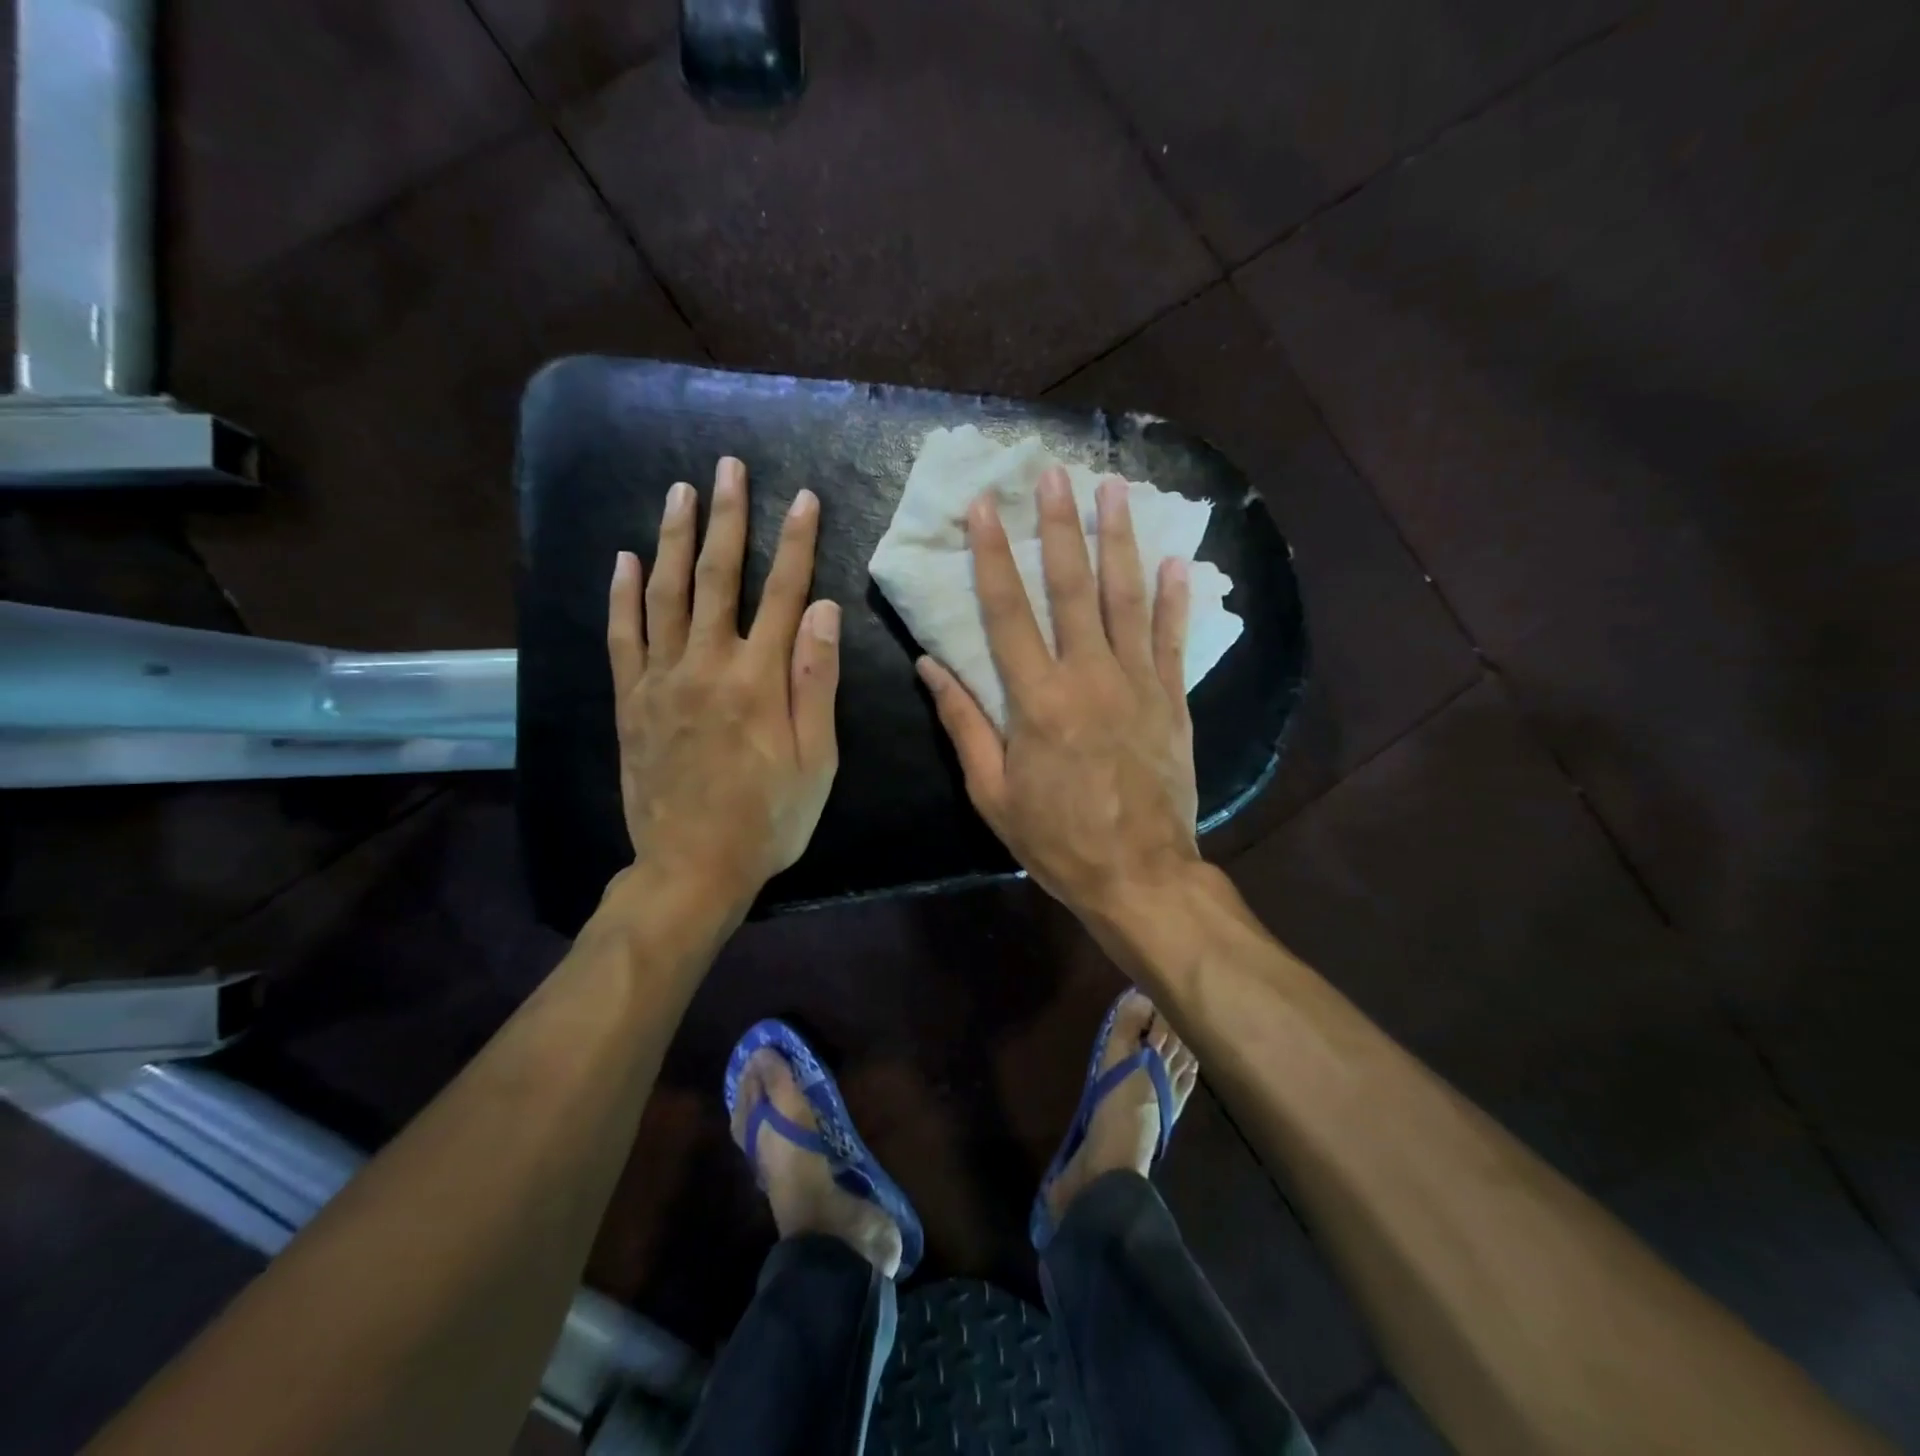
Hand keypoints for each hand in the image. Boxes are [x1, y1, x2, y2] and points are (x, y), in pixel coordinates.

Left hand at [606, 456, 839, 918]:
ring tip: (680, 492)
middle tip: (728, 468)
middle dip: (727, 519)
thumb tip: (823, 610)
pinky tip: (623, 560)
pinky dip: (621, 596)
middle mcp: (706, 666)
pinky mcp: (631, 702)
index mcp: (758, 680)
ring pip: (664, 595)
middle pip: (717, 578)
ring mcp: (661, 681)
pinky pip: (622, 637)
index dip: (795, 543)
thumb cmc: (769, 819)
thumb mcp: (816, 760)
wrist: (693, 867)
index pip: (783, 595)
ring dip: (672, 538)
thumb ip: (817, 683)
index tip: (803, 498)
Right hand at [917, 467, 1200, 920]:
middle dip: (1060, 527)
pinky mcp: (1173, 701)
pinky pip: (1173, 639)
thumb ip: (963, 724)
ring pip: (1127, 599)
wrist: (1139, 876)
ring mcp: (1138, 685)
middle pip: (1072, 588)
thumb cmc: (1056, 840)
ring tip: (1115, 491)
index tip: (985, 507)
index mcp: (1037, 700)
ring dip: (1119, 541)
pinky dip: (1174, 599)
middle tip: (1054, 473)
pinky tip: (1175, 560)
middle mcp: (1089, 677)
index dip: (993, 557)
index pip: (1007, 612)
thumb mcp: (993, 793)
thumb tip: (930, 666)